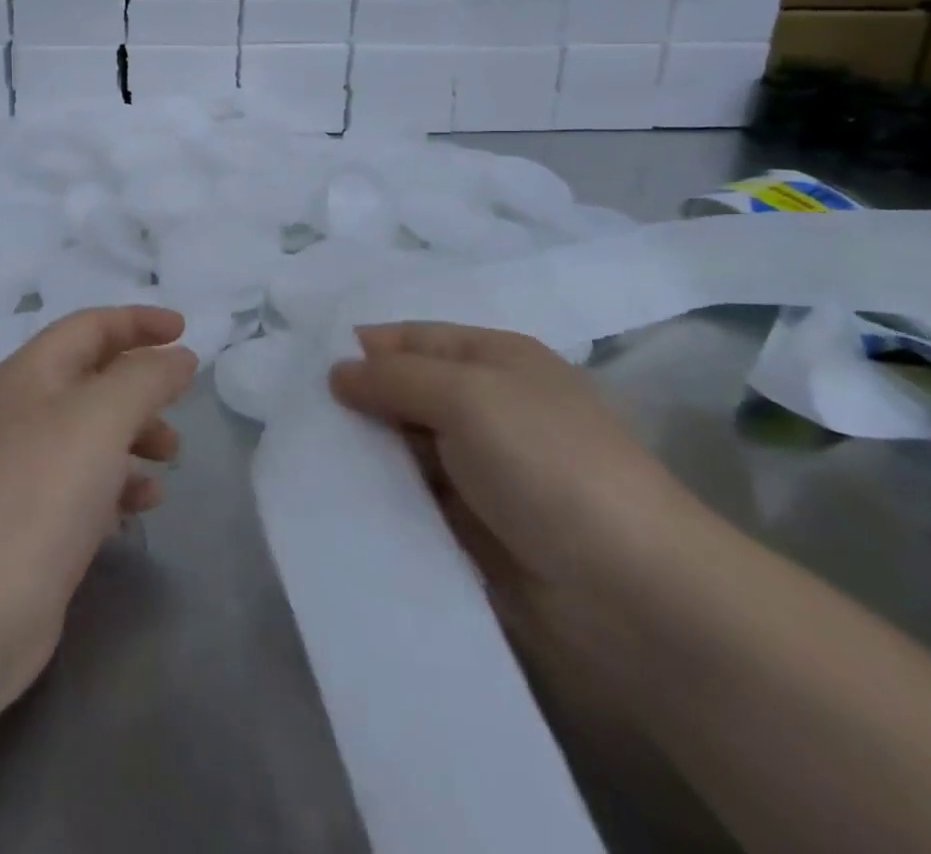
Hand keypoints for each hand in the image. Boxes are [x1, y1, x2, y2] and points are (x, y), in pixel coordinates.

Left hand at [0, 306, 195, 705]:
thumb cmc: (40, 489)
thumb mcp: (103, 416)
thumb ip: (147, 377)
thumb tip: (179, 356)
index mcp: (32, 373)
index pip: (90, 326)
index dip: (138, 321)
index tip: (185, 329)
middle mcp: (24, 412)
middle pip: (93, 377)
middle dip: (141, 384)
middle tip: (180, 401)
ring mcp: (25, 468)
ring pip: (93, 432)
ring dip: (137, 434)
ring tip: (171, 457)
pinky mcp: (33, 520)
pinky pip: (87, 483)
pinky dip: (120, 482)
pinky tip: (144, 503)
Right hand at [331, 323, 703, 660]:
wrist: (632, 592)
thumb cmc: (547, 463)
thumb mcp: (467, 395)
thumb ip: (395, 377)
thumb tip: (337, 371)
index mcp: (494, 359)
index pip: (413, 338)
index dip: (363, 349)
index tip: (305, 369)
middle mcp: (488, 406)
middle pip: (406, 393)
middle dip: (357, 404)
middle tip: (298, 420)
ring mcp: (483, 470)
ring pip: (406, 450)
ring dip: (365, 455)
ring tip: (308, 462)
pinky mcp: (476, 527)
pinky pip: (416, 501)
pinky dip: (384, 500)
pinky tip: (341, 504)